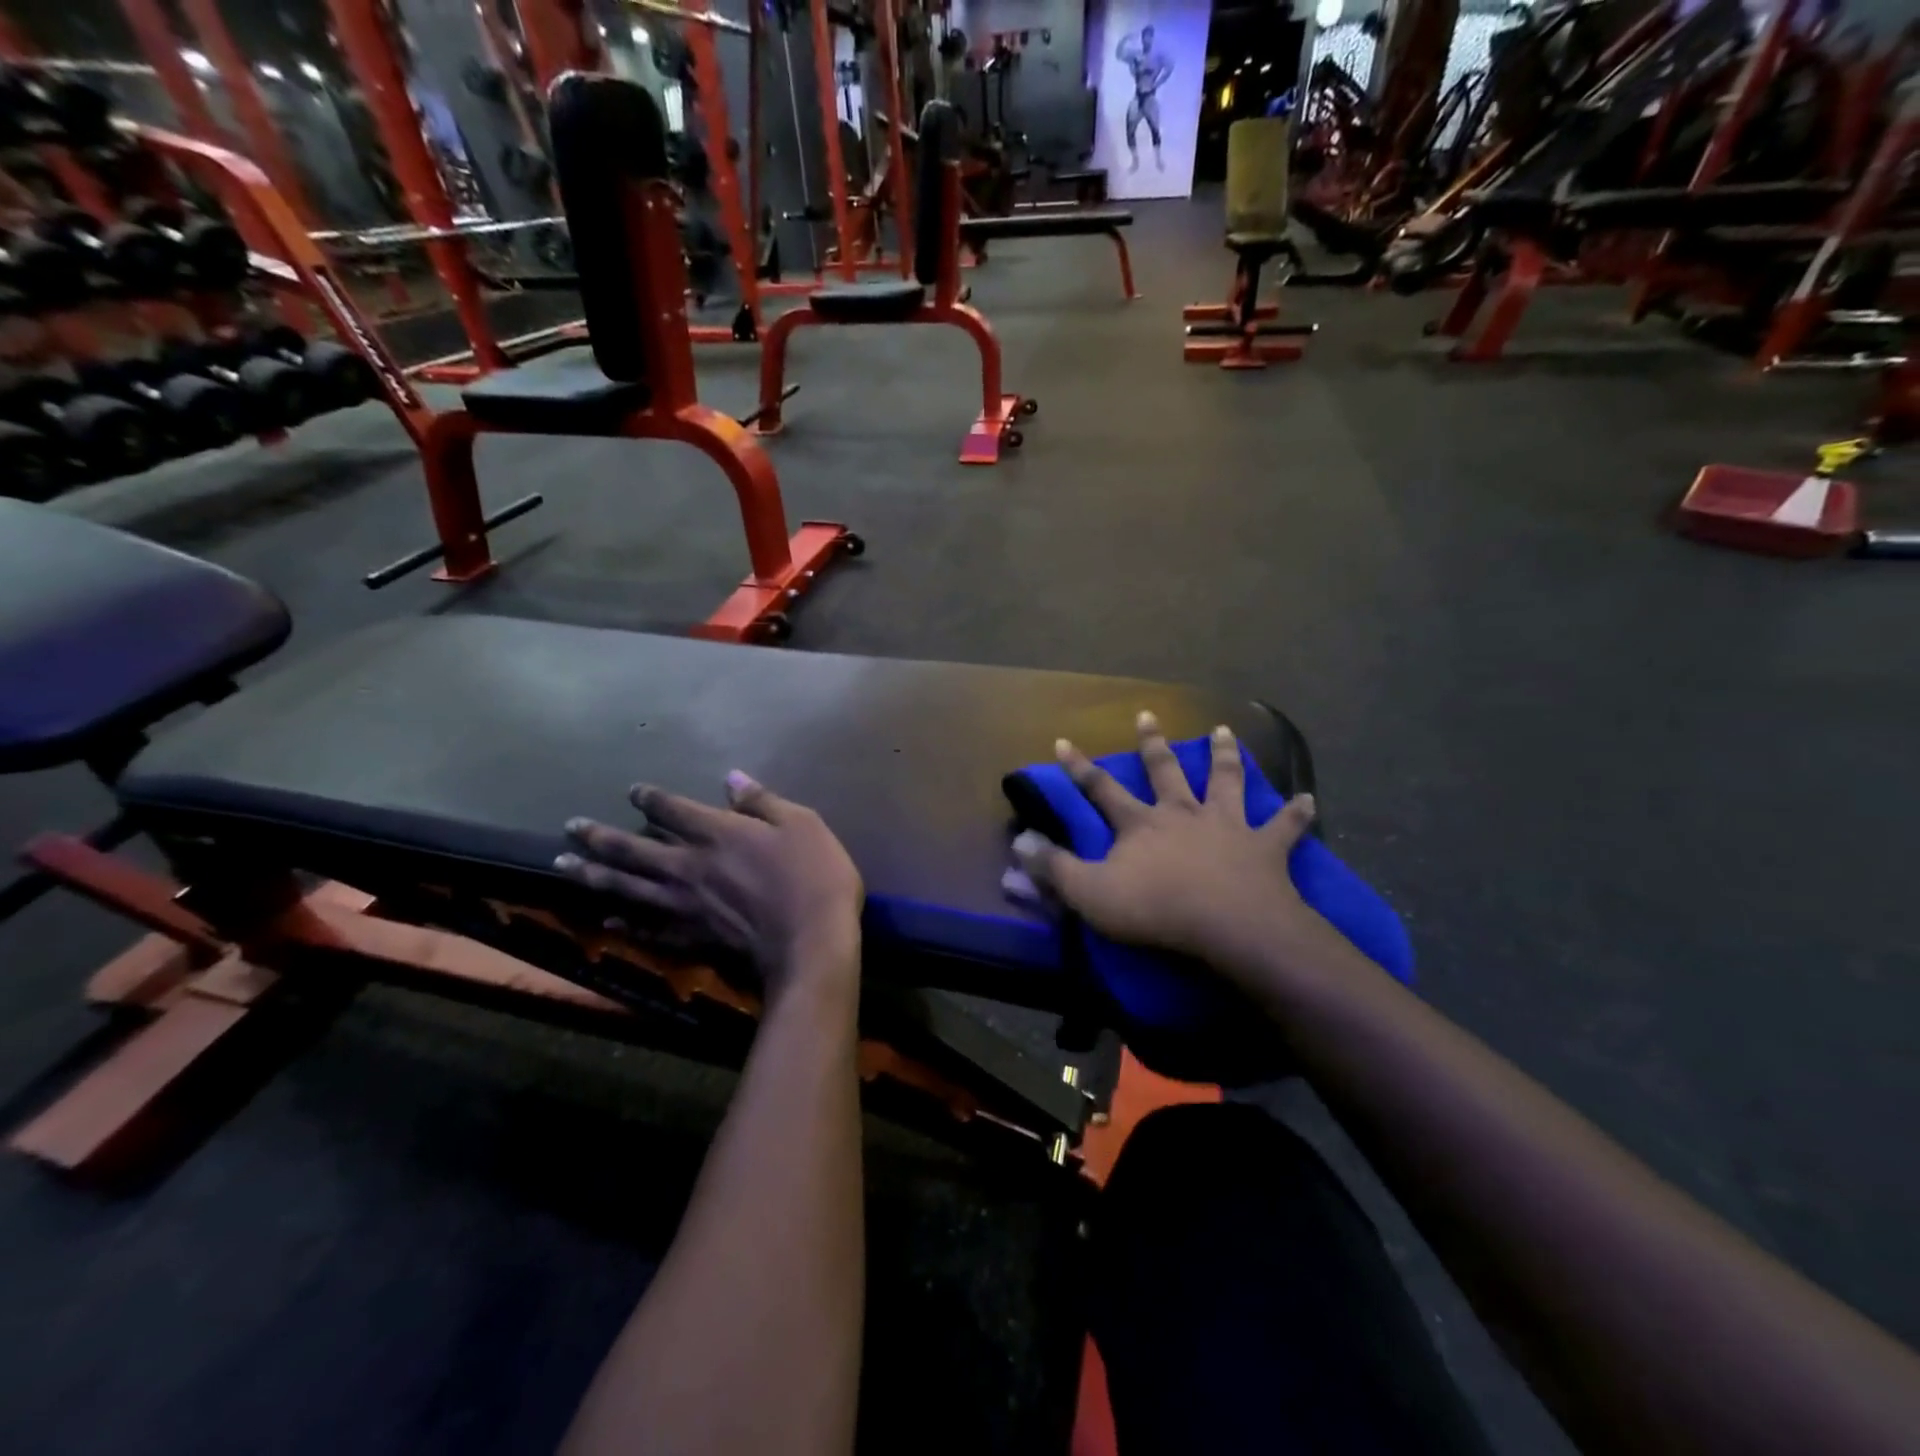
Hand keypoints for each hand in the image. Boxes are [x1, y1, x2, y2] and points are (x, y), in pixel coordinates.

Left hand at [556, 772, 863, 998]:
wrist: (810, 943)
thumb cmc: (813, 876)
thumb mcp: (800, 823)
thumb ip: (761, 801)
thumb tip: (730, 778)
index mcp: (717, 833)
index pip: (671, 809)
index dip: (649, 798)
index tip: (633, 792)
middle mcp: (688, 866)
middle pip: (633, 848)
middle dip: (599, 836)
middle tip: (569, 827)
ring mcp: (683, 906)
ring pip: (627, 887)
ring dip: (593, 875)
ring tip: (563, 866)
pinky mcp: (689, 938)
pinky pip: (646, 928)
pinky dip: (624, 922)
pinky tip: (607, 919)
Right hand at [1014, 713, 1324, 969]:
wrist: (1230, 926)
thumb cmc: (1157, 909)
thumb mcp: (1091, 894)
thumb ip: (1053, 868)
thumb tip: (1018, 843)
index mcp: (1141, 823)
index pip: (1101, 789)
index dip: (1079, 767)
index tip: (1064, 741)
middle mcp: (1183, 813)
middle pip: (1165, 771)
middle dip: (1153, 744)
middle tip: (1149, 715)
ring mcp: (1227, 826)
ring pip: (1225, 782)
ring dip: (1224, 756)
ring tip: (1223, 730)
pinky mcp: (1265, 848)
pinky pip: (1284, 827)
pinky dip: (1295, 813)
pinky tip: (1308, 799)